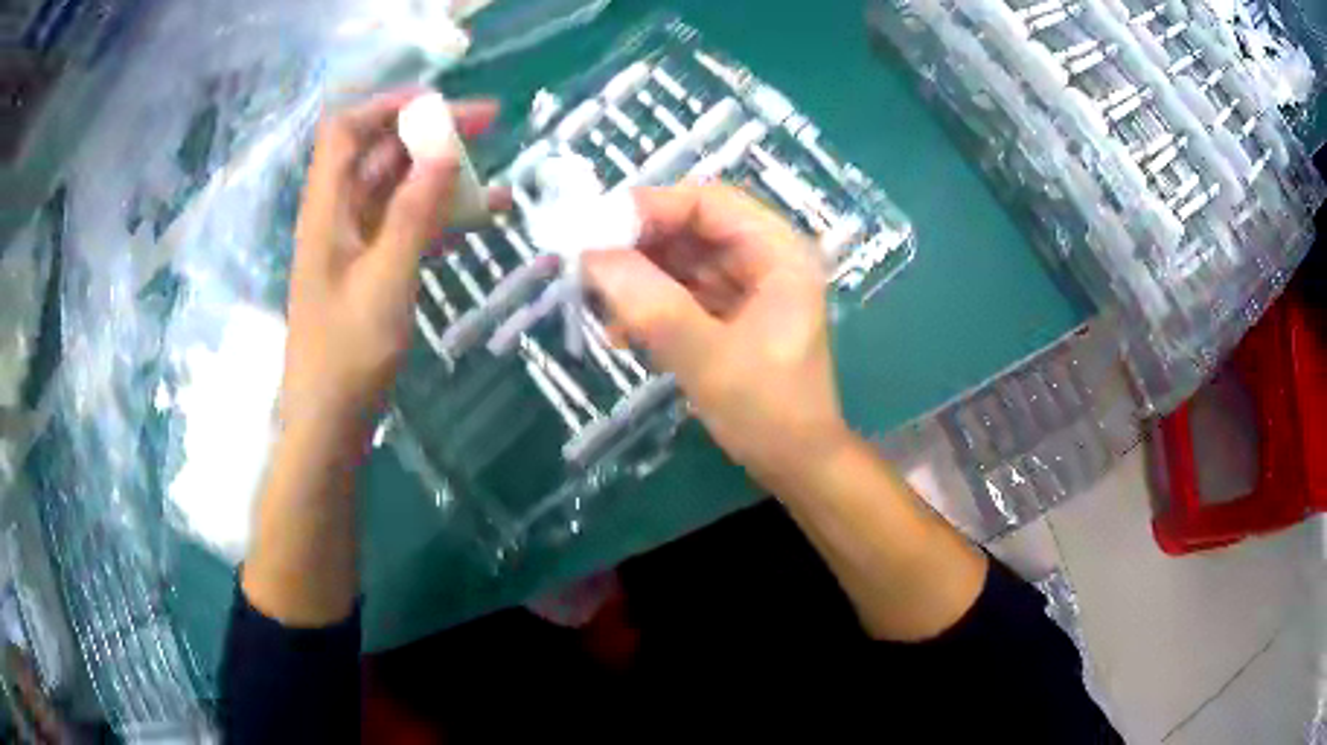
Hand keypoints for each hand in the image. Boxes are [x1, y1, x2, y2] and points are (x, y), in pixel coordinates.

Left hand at [282, 90, 497, 432]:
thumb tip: (443, 147)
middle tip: (488, 125)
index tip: (439, 102)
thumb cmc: (348, 354)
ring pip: (398, 189)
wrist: (329, 421)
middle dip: (430, 133)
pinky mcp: (372, 270)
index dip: (388, 106)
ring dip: (441, 175)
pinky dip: (440, 215)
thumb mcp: (385, 280)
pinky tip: (481, 218)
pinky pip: (407, 226)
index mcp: (327, 211)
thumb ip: (413, 212)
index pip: (346, 131)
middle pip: (380, 155)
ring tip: (494, 172)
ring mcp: (355, 245)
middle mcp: (338, 218)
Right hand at [583, 184, 852, 493]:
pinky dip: (649, 303)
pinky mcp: (729, 310)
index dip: (651, 207)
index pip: (708, 202)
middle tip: (588, 268)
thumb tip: (591, 256)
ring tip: (601, 306)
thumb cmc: (767, 411)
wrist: (795, 463)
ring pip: (681, 258)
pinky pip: (681, 289)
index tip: (595, 231)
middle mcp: (764, 257)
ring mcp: (747, 284)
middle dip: (637, 246)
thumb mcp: (707, 357)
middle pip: (691, 226)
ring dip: (638, 277)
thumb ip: (651, 305)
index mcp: (779, 252)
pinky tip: (622, 332)